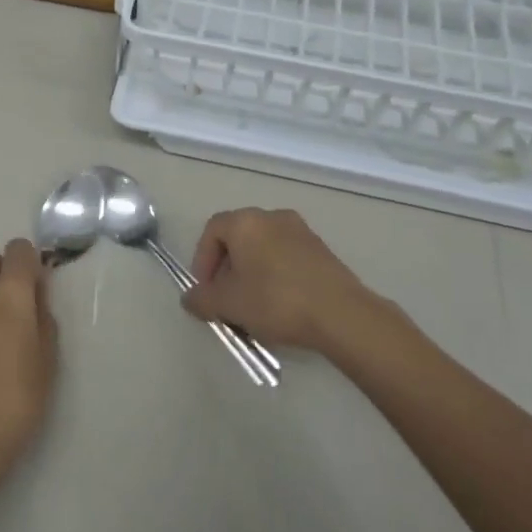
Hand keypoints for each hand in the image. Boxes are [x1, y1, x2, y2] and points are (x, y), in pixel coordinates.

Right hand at [185, 208, 377, 352]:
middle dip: (226, 268)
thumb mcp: (229, 305)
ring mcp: (301, 230)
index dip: (202, 259)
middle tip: (226, 298)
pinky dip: (275, 275)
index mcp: (246, 221)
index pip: (212, 230)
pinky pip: (286, 256)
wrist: (341, 315)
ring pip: (263, 248)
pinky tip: (279, 304)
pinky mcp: (321, 250)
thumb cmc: (276, 301)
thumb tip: (190, 298)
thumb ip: (202, 299)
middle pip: (238, 237)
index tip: (205, 289)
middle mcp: (272, 216)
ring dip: (251, 273)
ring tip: (252, 305)